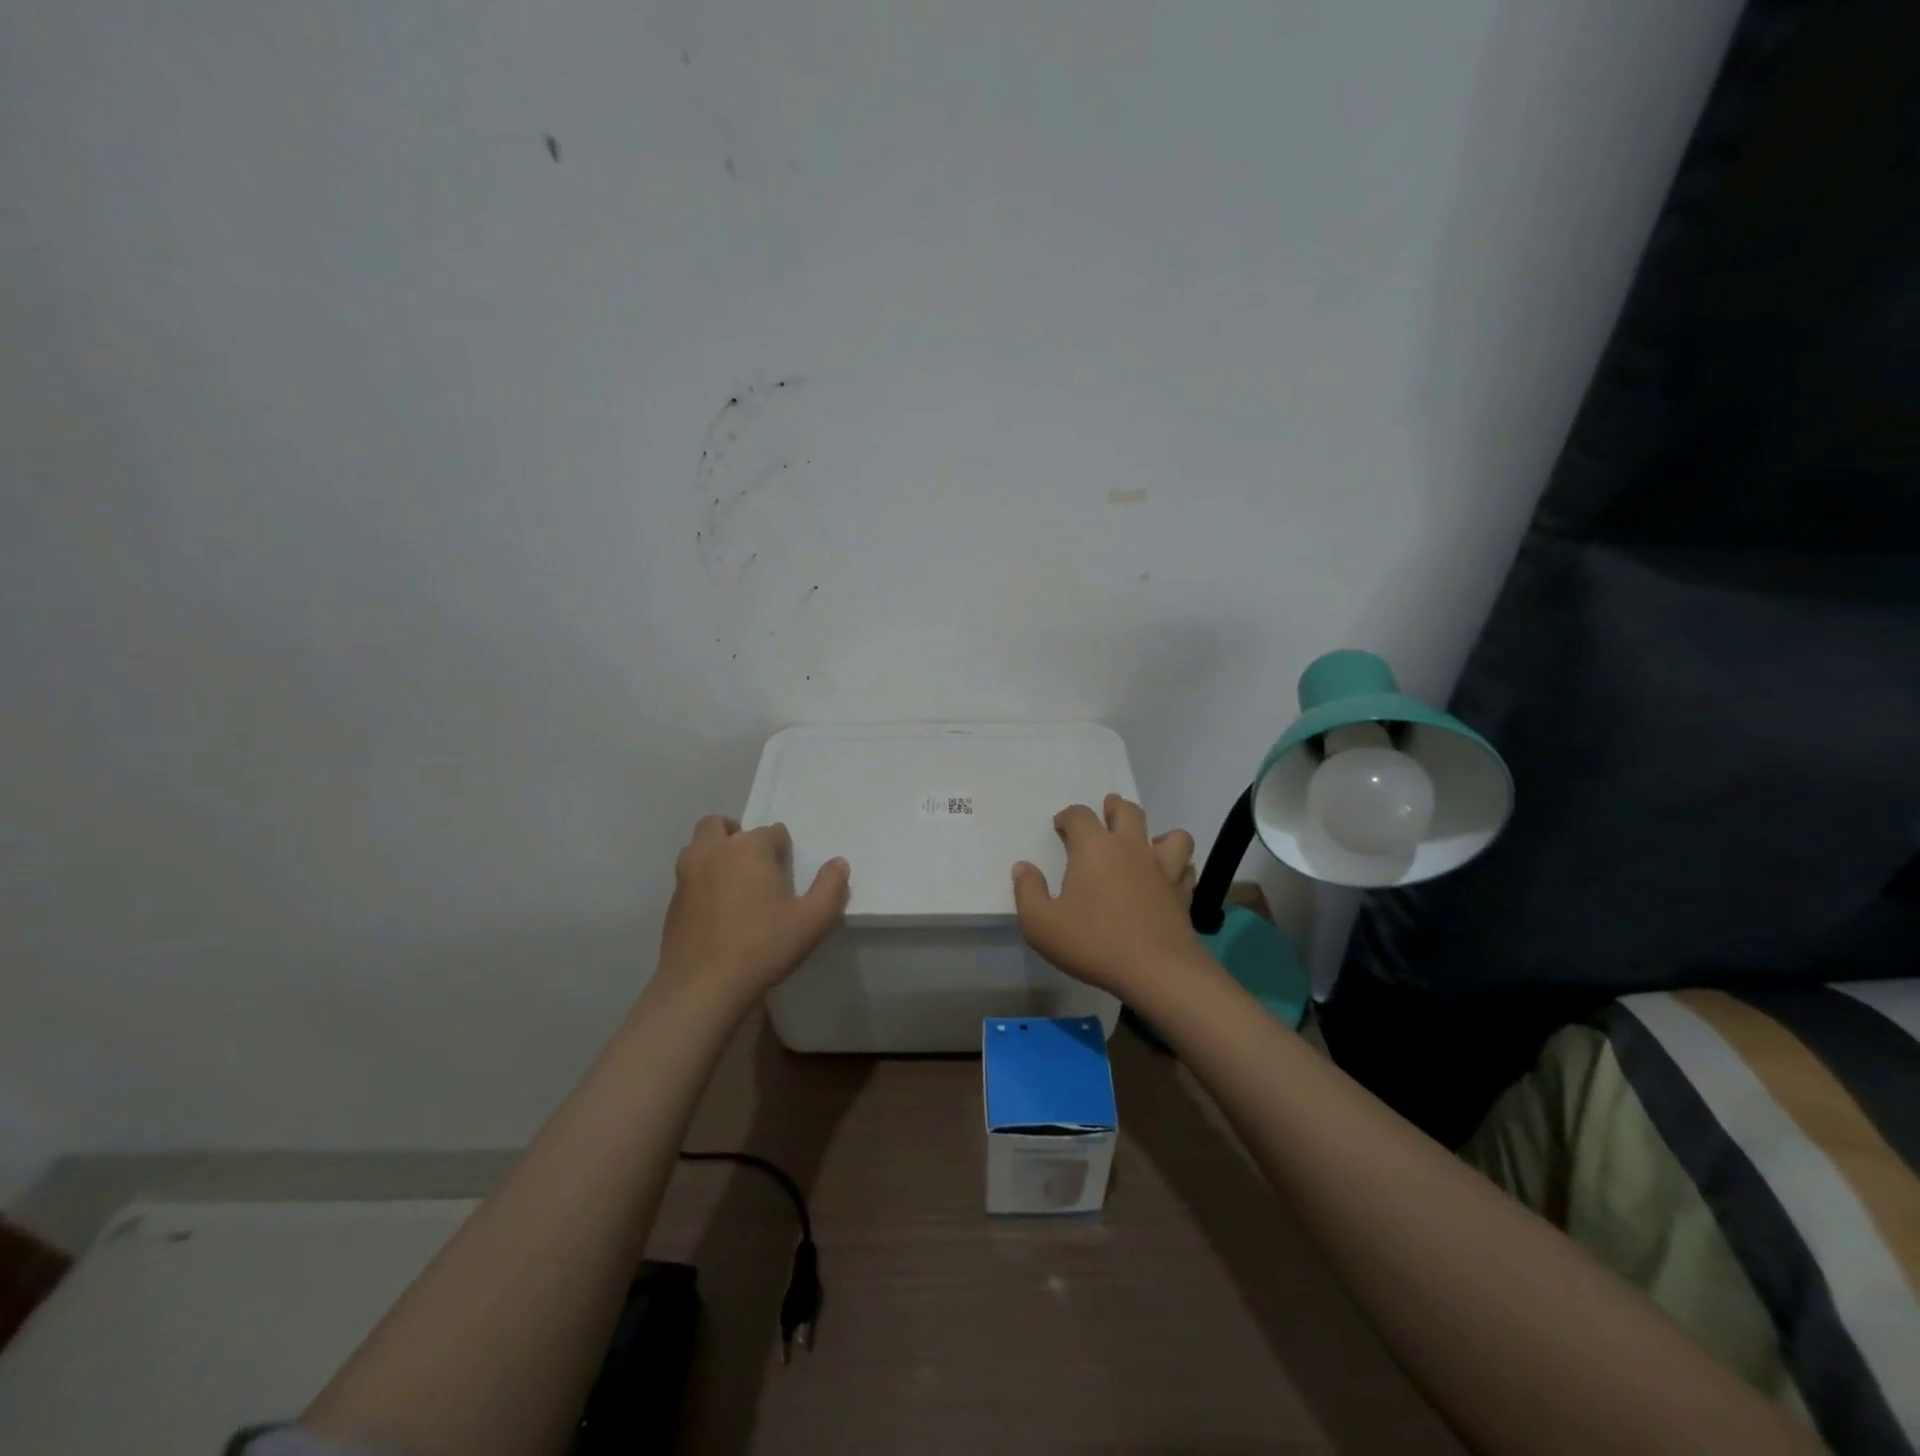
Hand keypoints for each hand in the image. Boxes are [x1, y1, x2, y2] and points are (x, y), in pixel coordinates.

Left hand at [654, 816, 849, 1011]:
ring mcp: (687, 874)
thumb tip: (839, 863)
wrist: (702, 986)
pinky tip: (716, 910)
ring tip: (734, 881)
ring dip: (715, 852)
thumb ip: (831, 887)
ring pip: (698, 845)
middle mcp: (714, 851)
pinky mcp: (672, 900)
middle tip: (755, 864)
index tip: (787, 874)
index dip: (783, 850)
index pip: (772, 831)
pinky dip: (702, 879)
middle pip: (721, 825)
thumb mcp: (813, 921)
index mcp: (749, 848)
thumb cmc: (763, 947)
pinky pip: (689, 875)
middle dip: (738, 835)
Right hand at [1012, 795, 1200, 998]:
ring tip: (1146, 844)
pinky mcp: (1182, 891)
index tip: (1061, 826)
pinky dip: (1178, 867)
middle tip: (1106, 814)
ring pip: (1170, 834)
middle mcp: (1130, 847)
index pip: (1079, 815)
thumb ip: (1027, 892)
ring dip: (1157, 834)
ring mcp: (1162, 867)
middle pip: (1127, 811)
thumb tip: (1023, 868)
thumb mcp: (1041, 925)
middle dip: (1114, 808)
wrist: (1155, 970)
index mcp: (1093, 848)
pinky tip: (1168, 877)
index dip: (1068, 816)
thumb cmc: (1093, 943)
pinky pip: (1185, 867)